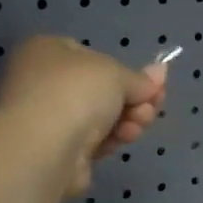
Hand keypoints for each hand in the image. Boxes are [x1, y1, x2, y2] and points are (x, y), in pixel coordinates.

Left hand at [0, 37, 168, 194]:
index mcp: (46, 51)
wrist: (45, 146)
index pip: (92, 56)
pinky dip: (112, 139)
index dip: (124, 70)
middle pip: (100, 90)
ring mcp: (47, 119)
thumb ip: (140, 78)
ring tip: (140, 123)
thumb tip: (160, 72)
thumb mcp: (116, 74)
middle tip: (152, 106)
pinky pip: (92, 141)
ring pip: (100, 117)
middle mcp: (42, 82)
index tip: (153, 83)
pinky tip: (124, 139)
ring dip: (128, 119)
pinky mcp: (56, 151)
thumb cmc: (76, 92)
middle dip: (133, 99)